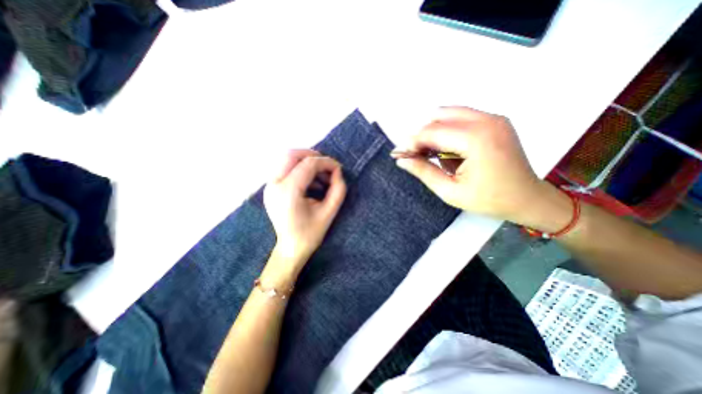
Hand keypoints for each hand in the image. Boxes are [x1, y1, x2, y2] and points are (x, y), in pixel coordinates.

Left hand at [265, 149, 345, 273]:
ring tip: (322, 178)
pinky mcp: (271, 188)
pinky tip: (312, 184)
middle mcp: (274, 185)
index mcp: (288, 192)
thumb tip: (338, 172)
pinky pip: (286, 169)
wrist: (290, 249)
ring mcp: (269, 186)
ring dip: (307, 163)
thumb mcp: (330, 212)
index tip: (339, 168)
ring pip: (287, 160)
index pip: (308, 165)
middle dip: (313, 155)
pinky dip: (301, 170)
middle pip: (291, 155)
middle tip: (328, 166)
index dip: (326, 162)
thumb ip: (338, 189)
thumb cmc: (311, 233)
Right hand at [394, 106, 546, 225]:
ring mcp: (493, 118)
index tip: (400, 154)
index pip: (432, 131)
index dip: (412, 142)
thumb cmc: (489, 200)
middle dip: (422, 135)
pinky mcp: (496, 121)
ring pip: (449, 113)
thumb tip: (402, 160)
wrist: (528, 199)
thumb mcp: (450, 191)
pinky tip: (447, 149)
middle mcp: (486, 120)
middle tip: (415, 155)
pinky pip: (462, 117)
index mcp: (476, 139)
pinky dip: (448, 130)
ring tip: (430, 152)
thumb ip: (424, 172)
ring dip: (434, 131)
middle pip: (439, 117)